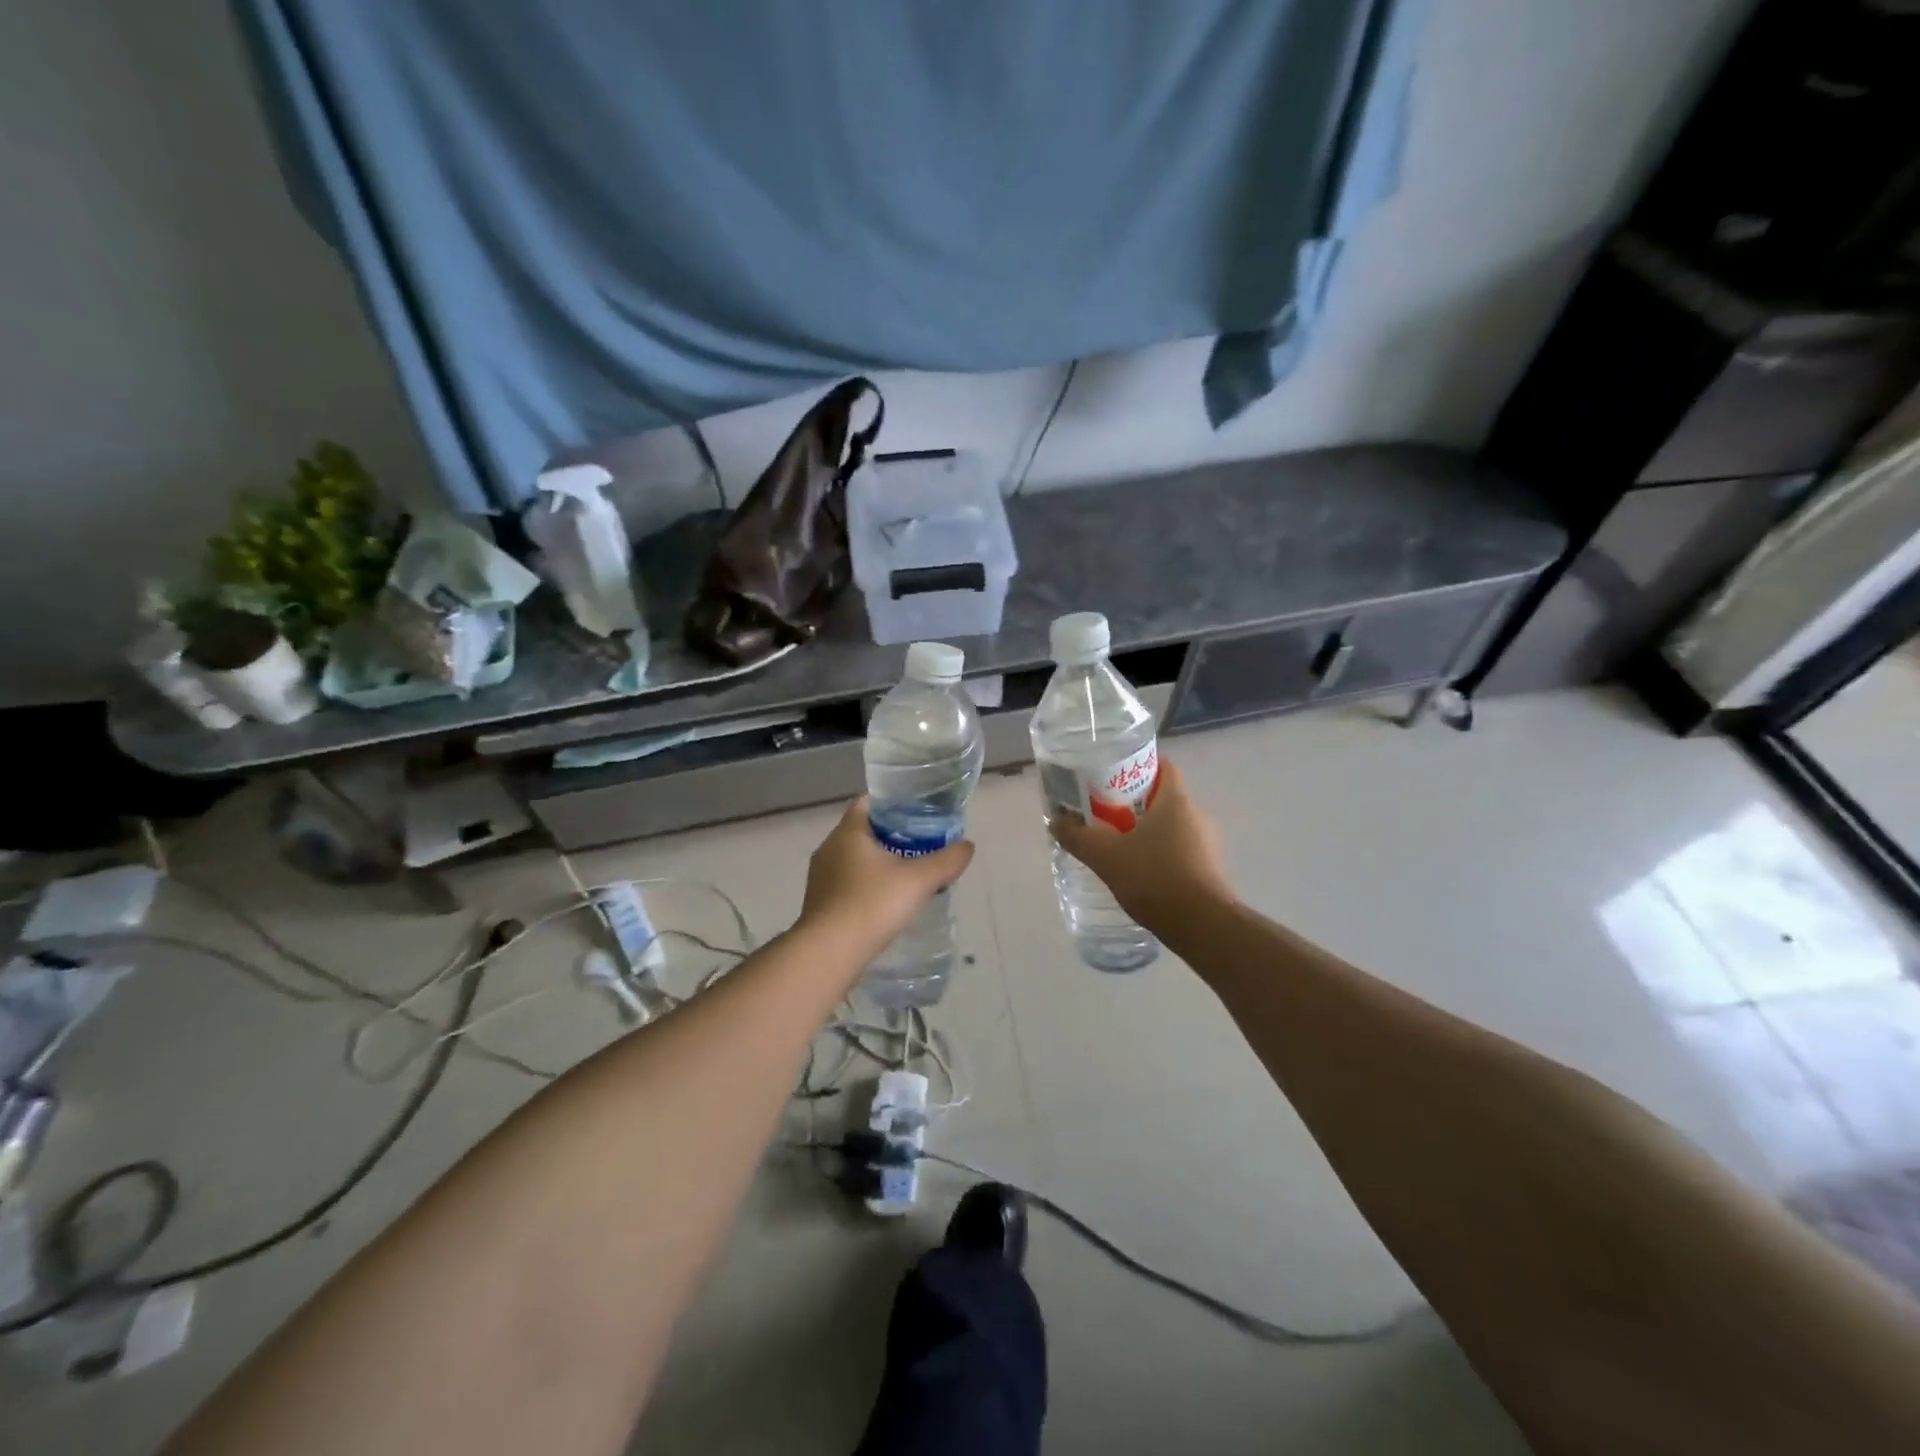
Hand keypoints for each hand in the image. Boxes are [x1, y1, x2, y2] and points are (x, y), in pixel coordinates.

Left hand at [799, 798, 975, 955]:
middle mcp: (829, 849)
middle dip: (890, 836)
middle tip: (921, 846)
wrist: (829, 954)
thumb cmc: (871, 904)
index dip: (892, 804)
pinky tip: (885, 903)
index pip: (866, 803)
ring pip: (853, 859)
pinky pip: (846, 884)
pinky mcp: (819, 903)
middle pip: (862, 831)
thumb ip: (946, 860)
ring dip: (877, 864)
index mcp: (847, 832)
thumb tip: (968, 846)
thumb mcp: (918, 880)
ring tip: (907, 876)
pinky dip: (866, 886)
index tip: (917, 815)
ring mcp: (820, 878)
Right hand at [1050, 758, 1232, 935]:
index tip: (1111, 776)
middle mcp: (1196, 816)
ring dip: (1146, 832)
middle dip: (1134, 803)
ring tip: (1116, 846)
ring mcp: (1207, 845)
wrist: (1203, 927)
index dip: (1137, 766)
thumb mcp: (1106, 856)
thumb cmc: (1155, 879)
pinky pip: (1179, 851)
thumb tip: (1056, 822)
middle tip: (1103, 813)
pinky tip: (1138, 873)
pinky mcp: (1208, 871)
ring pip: (1171, 827)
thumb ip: (1078, 837)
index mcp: (1176, 801)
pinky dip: (1158, 855)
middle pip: (1163, 798)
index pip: (1162, 766)